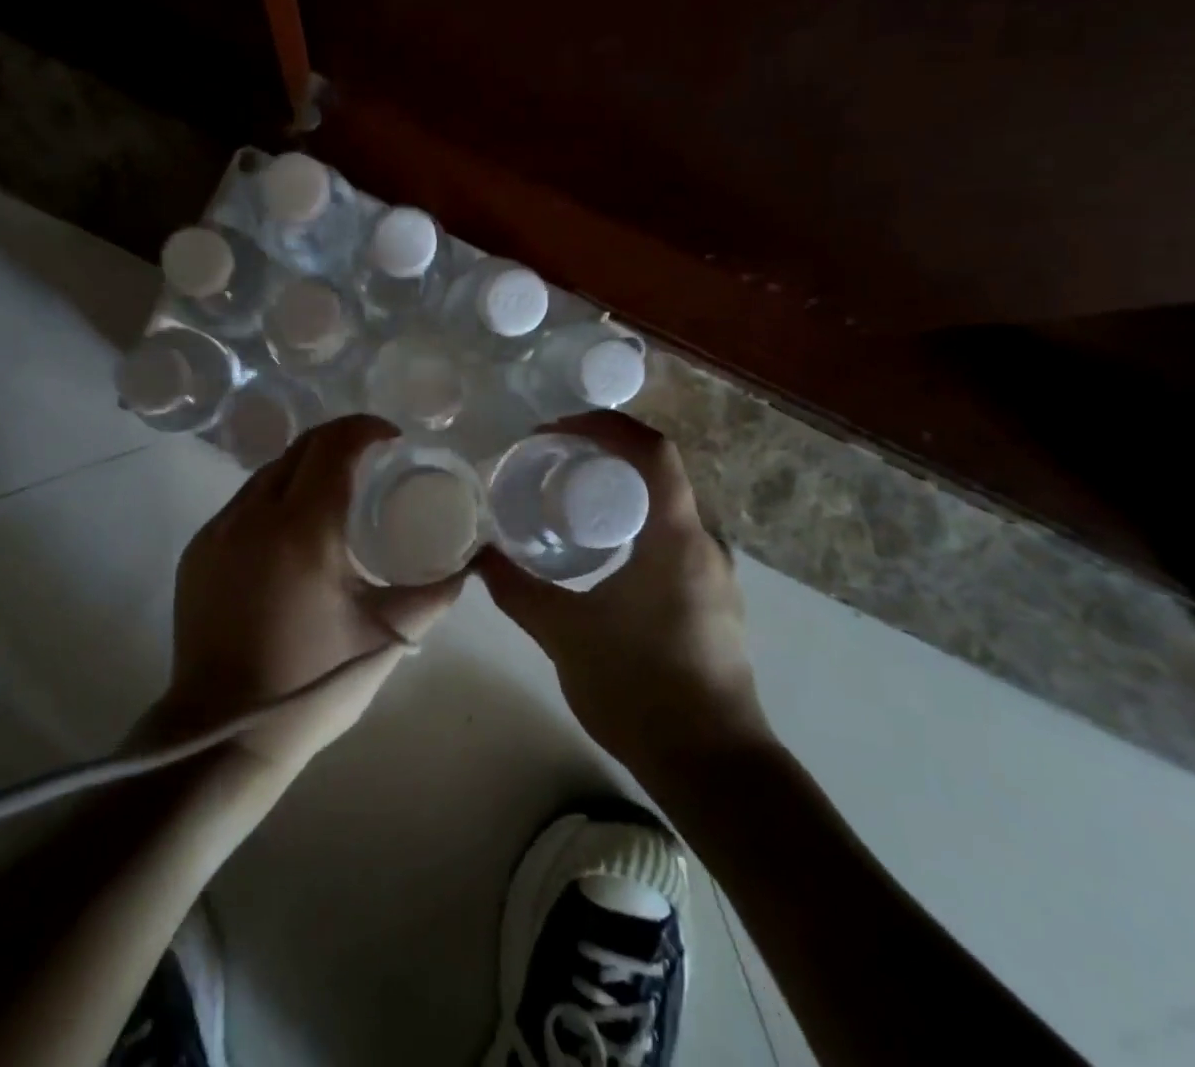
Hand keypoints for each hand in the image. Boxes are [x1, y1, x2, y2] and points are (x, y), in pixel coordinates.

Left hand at [145, 414, 466, 776]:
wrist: (223, 733)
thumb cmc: (313, 683)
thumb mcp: (385, 637)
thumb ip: (433, 594)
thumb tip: (468, 565)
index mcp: (303, 529)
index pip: (334, 447)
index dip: (366, 430)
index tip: (392, 440)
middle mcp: (255, 515)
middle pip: (300, 449)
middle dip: (338, 441)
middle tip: (370, 461)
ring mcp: (219, 531)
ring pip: (267, 473)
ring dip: (304, 468)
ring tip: (333, 493)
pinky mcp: (198, 551)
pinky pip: (242, 503)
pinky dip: (274, 497)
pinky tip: (291, 530)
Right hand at [476, 411, 772, 772]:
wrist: (713, 768)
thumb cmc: (640, 689)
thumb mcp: (565, 634)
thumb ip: (517, 590)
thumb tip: (478, 557)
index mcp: (676, 537)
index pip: (653, 450)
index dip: (606, 426)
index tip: (558, 431)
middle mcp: (705, 543)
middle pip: (659, 473)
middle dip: (605, 455)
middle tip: (553, 461)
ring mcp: (716, 573)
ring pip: (668, 507)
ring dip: (622, 492)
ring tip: (569, 501)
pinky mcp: (715, 599)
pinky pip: (674, 538)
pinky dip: (636, 524)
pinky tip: (602, 553)